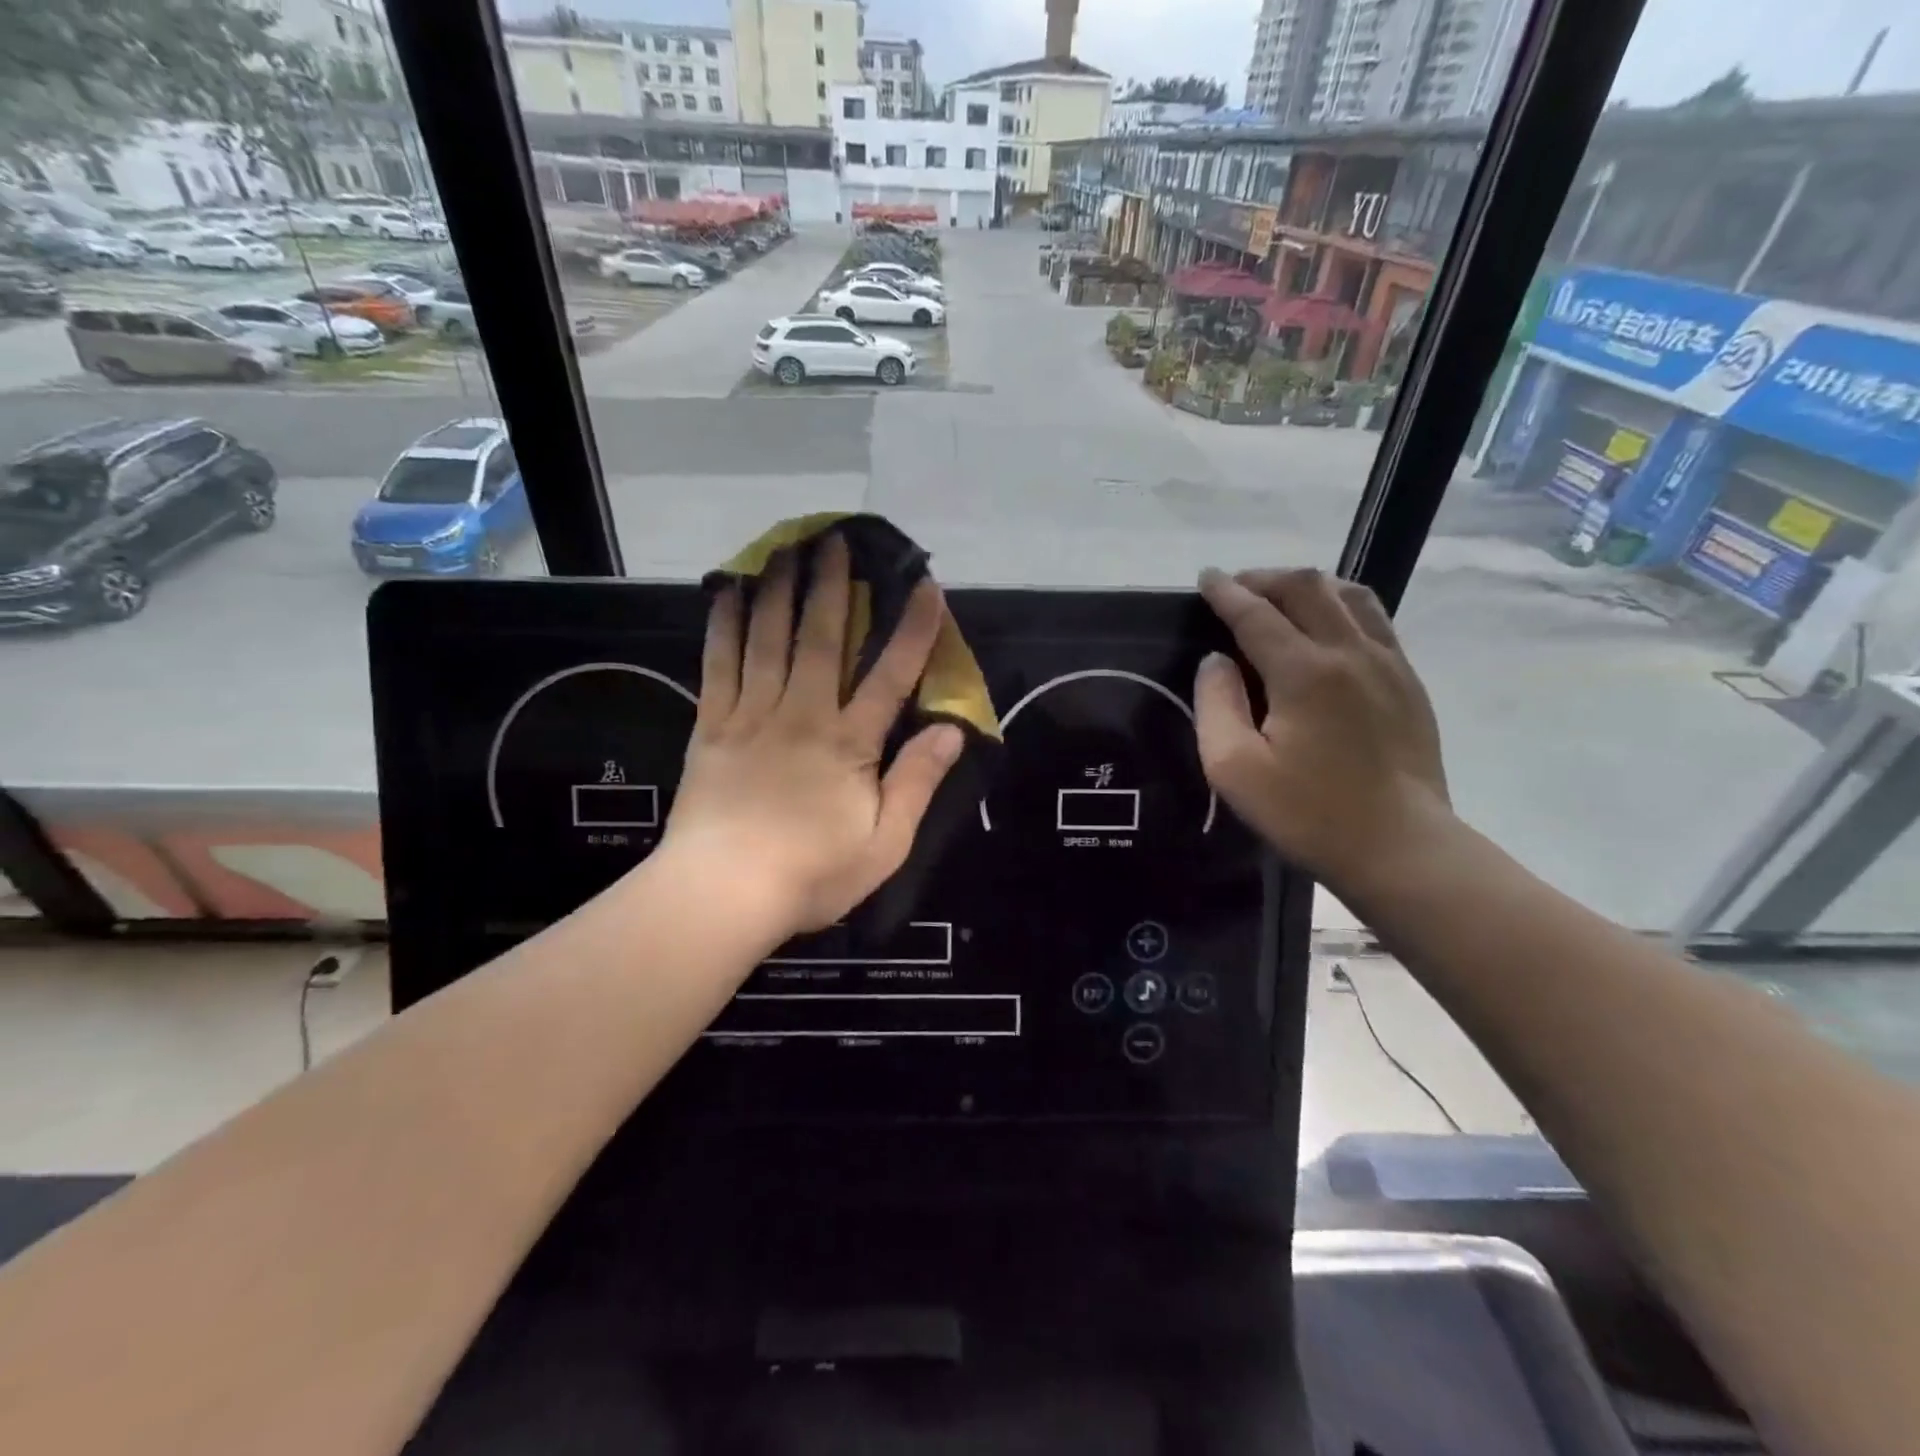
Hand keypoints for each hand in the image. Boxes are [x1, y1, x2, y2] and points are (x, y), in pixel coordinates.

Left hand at [663, 534, 963, 935]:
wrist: (720, 894)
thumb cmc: (811, 874)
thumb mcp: (885, 844)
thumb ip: (917, 782)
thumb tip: (951, 729)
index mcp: (848, 743)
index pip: (889, 675)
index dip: (912, 630)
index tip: (925, 586)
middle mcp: (801, 714)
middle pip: (821, 638)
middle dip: (833, 587)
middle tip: (836, 539)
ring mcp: (751, 715)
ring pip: (768, 639)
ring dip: (780, 590)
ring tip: (786, 548)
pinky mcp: (711, 726)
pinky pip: (719, 664)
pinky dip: (725, 625)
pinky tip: (729, 594)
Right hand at [1194, 566, 1450, 887]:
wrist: (1401, 847)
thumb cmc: (1308, 813)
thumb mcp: (1234, 768)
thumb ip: (1216, 704)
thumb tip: (1217, 660)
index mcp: (1304, 671)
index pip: (1256, 613)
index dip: (1226, 592)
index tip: (1205, 577)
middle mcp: (1350, 651)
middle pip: (1307, 587)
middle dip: (1265, 579)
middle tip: (1236, 589)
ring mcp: (1389, 662)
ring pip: (1349, 594)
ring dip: (1307, 586)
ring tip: (1280, 599)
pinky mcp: (1409, 681)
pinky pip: (1374, 620)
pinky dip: (1341, 606)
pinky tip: (1327, 628)